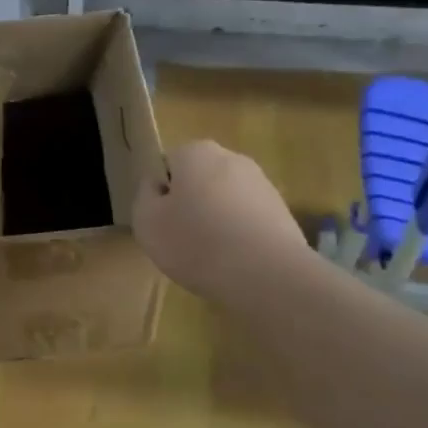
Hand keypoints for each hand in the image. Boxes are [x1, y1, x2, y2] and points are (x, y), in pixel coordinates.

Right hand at [134, 140, 308, 300]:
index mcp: (196, 152)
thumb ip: (145, 196)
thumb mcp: (146, 221)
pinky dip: (239, 238)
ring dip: (216, 222)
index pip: (167, 165)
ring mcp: (262, 185)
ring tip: (210, 257)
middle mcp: (232, 158)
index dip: (160, 194)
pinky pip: (248, 222)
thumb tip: (157, 186)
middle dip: (190, 205)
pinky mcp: (282, 213)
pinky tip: (235, 263)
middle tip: (181, 240)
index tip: (161, 222)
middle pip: (199, 181)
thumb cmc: (196, 242)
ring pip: (225, 201)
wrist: (267, 274)